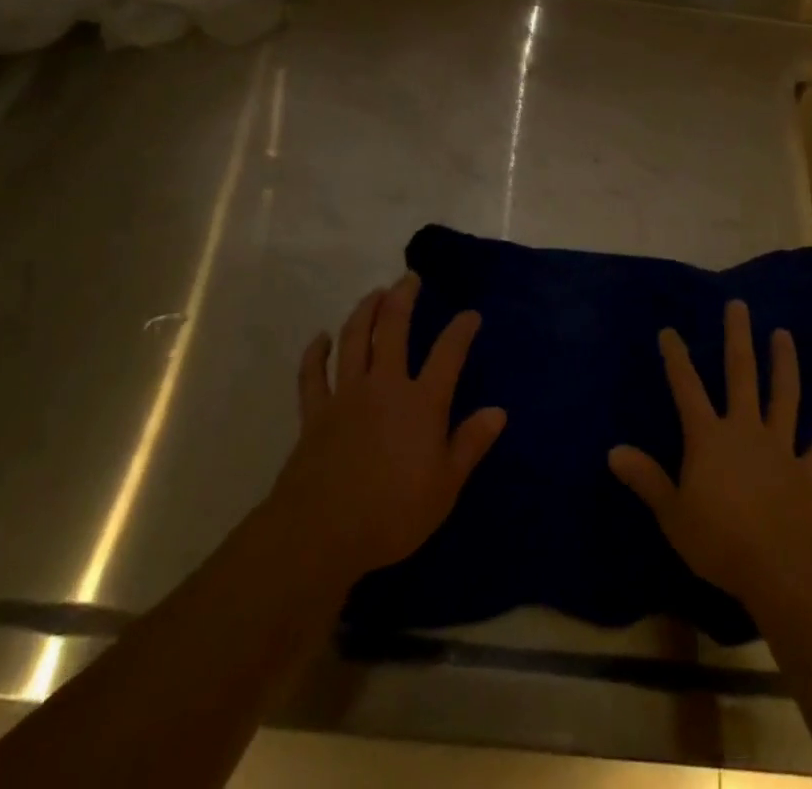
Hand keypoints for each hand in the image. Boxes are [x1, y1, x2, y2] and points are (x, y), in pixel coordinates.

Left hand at [269, 274, 505, 582]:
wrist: (321, 533)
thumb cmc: (393, 513)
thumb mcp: (445, 486)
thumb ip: (470, 444)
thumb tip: (498, 411)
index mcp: (422, 402)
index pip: (448, 353)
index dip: (461, 329)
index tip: (470, 314)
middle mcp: (384, 386)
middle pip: (393, 328)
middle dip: (404, 298)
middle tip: (410, 278)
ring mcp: (346, 395)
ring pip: (354, 340)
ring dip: (365, 311)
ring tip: (375, 293)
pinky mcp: (315, 413)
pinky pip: (313, 375)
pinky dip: (316, 353)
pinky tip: (321, 337)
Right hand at [609, 299, 811, 607]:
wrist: (780, 570)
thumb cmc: (719, 541)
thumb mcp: (672, 513)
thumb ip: (646, 479)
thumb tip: (614, 451)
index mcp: (709, 437)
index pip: (687, 388)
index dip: (676, 358)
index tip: (669, 331)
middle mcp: (745, 429)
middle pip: (741, 375)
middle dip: (738, 338)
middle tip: (739, 306)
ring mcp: (780, 447)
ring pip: (784, 397)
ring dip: (784, 365)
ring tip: (784, 335)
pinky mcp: (807, 473)